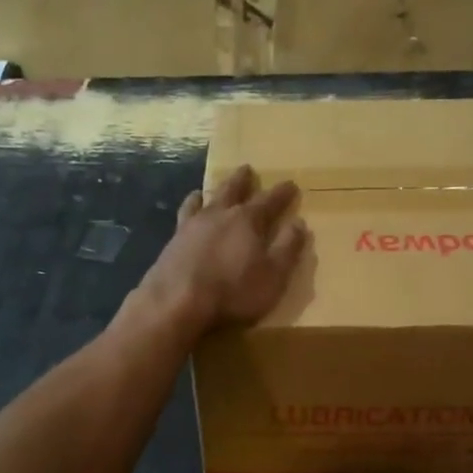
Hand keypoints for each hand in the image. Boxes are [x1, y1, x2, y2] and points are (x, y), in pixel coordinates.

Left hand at [136, 164, 306, 334]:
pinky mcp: (173, 240)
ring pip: (204, 199)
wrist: (177, 303)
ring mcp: (192, 225)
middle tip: (247, 168)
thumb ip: (287, 247)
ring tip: (209, 188)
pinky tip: (188, 211)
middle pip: (233, 190)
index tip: (291, 184)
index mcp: (247, 221)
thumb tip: (299, 222)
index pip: (270, 201)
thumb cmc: (233, 292)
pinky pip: (184, 214)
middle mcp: (219, 215)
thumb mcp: (273, 275)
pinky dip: (190, 206)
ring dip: (211, 191)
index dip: (282, 193)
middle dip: (242, 180)